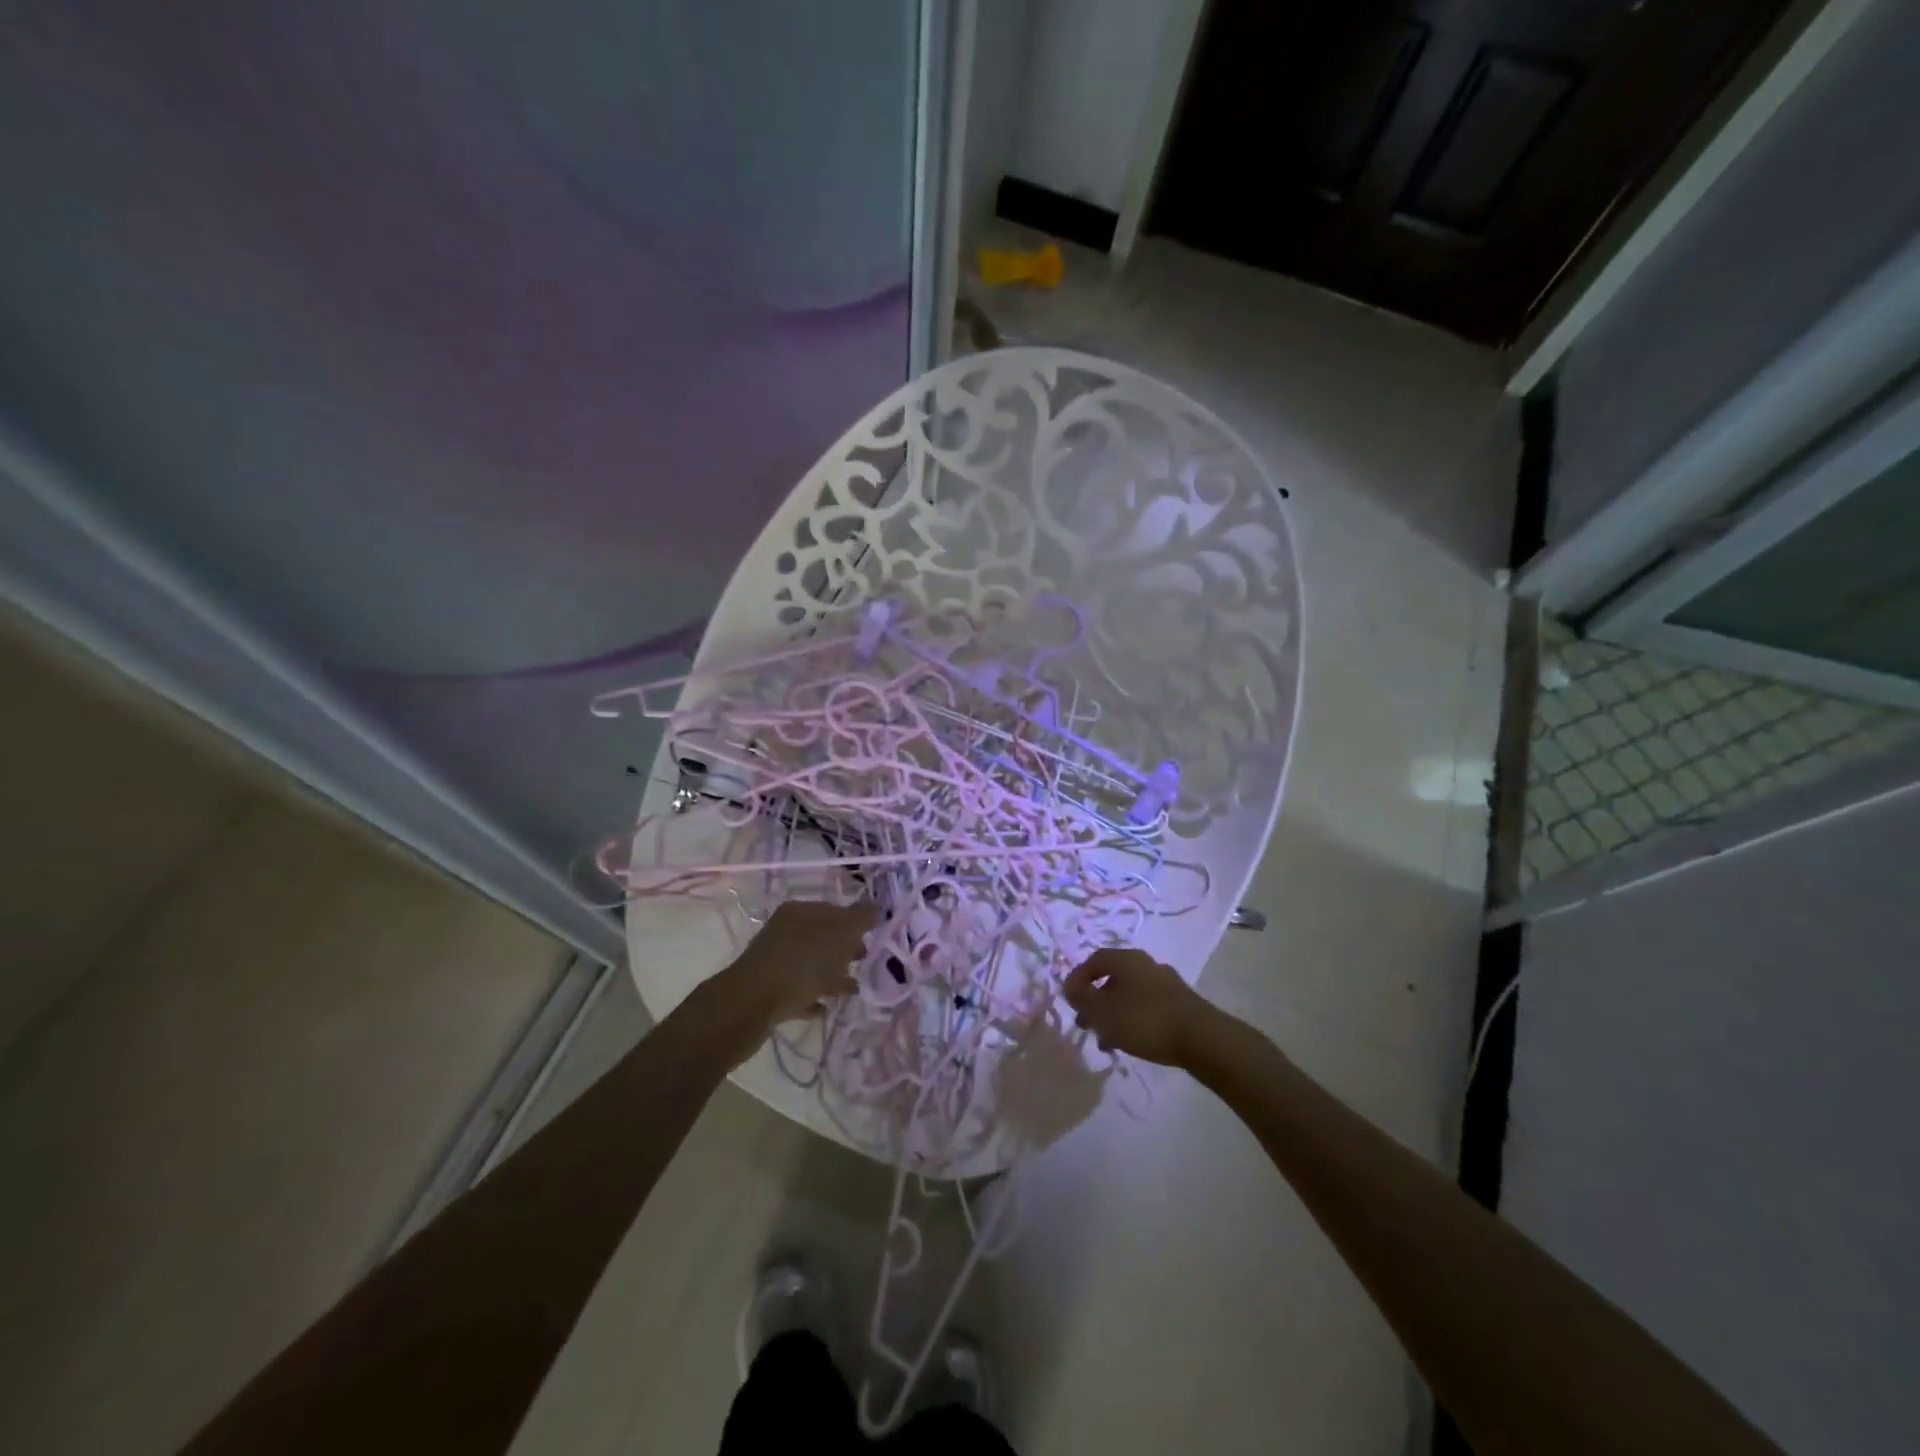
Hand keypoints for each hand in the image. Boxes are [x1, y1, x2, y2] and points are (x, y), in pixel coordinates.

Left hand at [714, 899, 875, 1036]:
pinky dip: (813, 996)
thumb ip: (860, 918)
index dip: (856, 921)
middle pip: (822, 936)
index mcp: (799, 912)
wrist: (750, 1006)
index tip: (876, 937)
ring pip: (811, 964)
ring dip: (832, 974)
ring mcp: (774, 962)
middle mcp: (785, 931)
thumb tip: (875, 905)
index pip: (834, 909)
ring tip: (853, 989)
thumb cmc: (800, 964)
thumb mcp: (837, 935)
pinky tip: (825, 1008)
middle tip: (867, 961)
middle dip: (846, 948)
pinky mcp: (768, 991)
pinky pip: (798, 991)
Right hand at [1063, 948, 1219, 1067]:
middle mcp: (1145, 964)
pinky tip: (1130, 1042)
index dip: (1077, 978)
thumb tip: (1070, 986)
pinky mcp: (1178, 1003)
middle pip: (1112, 977)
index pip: (1094, 960)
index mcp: (1126, 959)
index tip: (1069, 1000)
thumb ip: (1081, 998)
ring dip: (1113, 1013)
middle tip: (1086, 1022)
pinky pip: (1146, 1006)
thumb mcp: (1102, 1010)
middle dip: (1095, 1000)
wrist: (1200, 1038)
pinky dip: (1132, 1020)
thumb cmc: (1143, 1019)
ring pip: (1129, 994)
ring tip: (1106, 1040)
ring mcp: (1165, 983)